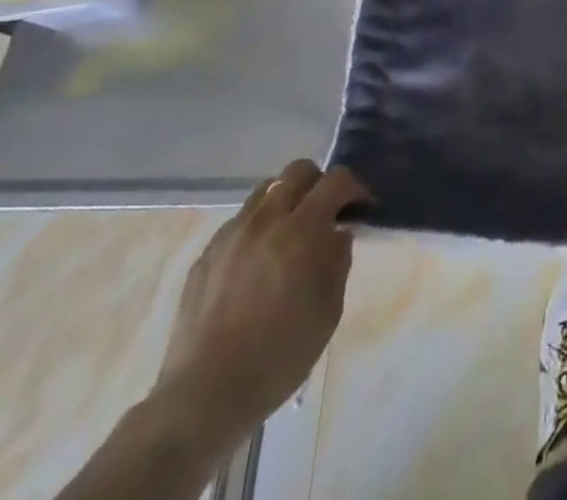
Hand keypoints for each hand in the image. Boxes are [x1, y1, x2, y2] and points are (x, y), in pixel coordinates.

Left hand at [152, 160, 370, 444]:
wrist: (204, 396)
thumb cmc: (279, 356)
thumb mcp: (328, 311)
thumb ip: (338, 262)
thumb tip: (338, 234)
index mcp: (300, 230)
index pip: (336, 181)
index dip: (355, 188)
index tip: (362, 208)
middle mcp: (265, 220)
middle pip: (298, 171)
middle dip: (319, 183)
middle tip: (326, 212)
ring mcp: (230, 235)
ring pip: (265, 191)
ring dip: (286, 200)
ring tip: (290, 233)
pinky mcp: (206, 255)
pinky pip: (239, 222)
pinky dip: (258, 227)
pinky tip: (258, 263)